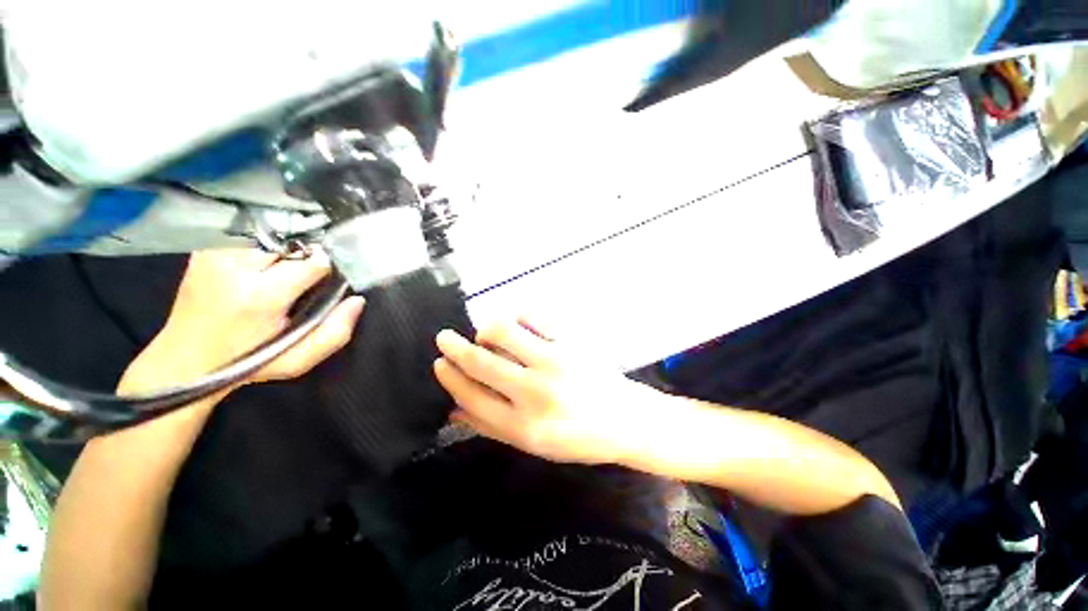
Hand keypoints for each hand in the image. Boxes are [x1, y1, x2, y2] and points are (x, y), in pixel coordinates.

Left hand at [119, 249, 364, 395]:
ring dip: (286, 246)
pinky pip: (247, 233)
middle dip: (307, 254)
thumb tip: (357, 300)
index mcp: (261, 295)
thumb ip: (335, 333)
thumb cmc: (247, 363)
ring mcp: (215, 253)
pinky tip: (264, 259)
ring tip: (286, 266)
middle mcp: (235, 266)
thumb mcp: (297, 360)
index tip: (330, 277)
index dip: (330, 267)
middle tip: (307, 274)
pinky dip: (264, 241)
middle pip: (292, 242)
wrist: (184, 360)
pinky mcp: (204, 249)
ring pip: (270, 233)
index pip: (314, 261)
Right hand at [434, 319, 656, 464]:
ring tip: (485, 333)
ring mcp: (554, 362)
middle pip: (481, 362)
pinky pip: (534, 317)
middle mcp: (535, 393)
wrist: (626, 420)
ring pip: (504, 331)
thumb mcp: (533, 445)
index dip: (450, 378)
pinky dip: (518, 315)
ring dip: (486, 329)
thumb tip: (454, 409)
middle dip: (455, 347)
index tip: (439, 363)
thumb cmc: (578, 437)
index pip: (472, 397)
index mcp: (523, 426)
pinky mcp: (571, 342)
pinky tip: (517, 322)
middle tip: (444, 336)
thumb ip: (492, 427)